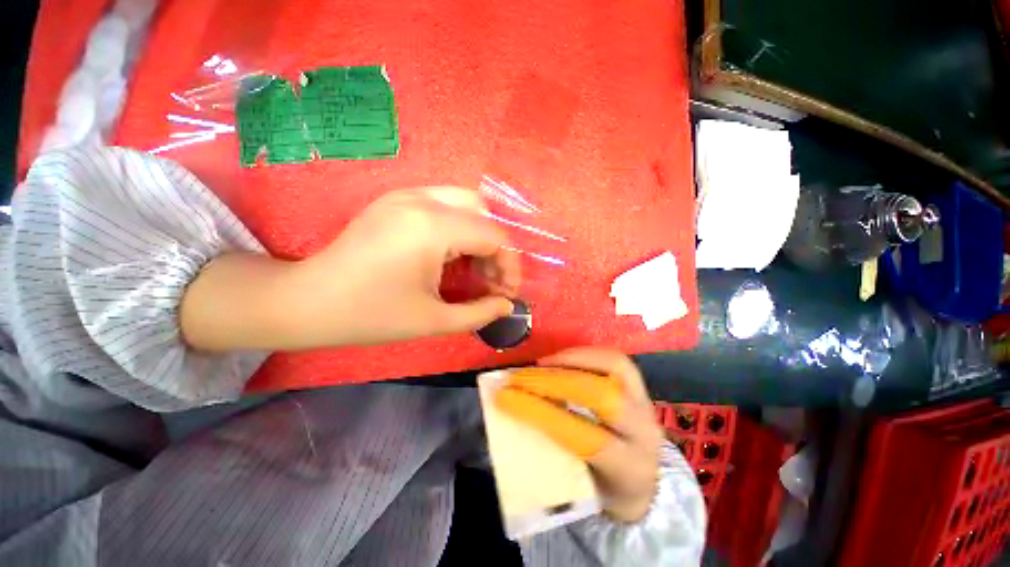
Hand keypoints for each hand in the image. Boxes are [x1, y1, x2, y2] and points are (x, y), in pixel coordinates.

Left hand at [294, 186, 521, 345]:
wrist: (308, 300)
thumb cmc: (371, 315)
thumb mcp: (433, 320)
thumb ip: (479, 313)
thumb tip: (506, 305)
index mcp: (433, 227)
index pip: (494, 236)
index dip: (509, 264)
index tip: (507, 291)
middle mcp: (422, 200)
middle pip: (483, 211)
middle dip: (496, 247)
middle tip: (490, 279)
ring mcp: (406, 195)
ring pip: (465, 203)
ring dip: (478, 234)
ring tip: (473, 268)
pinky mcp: (395, 201)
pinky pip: (443, 205)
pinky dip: (459, 227)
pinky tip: (451, 254)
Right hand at [494, 348, 662, 522]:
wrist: (645, 486)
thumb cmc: (605, 490)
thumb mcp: (580, 488)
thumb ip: (553, 453)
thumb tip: (513, 417)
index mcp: (628, 468)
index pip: (582, 436)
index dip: (541, 413)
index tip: (505, 398)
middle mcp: (643, 432)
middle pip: (600, 395)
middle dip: (554, 380)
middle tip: (522, 377)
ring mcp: (645, 404)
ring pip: (613, 367)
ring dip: (571, 359)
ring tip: (542, 364)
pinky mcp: (640, 387)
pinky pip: (614, 360)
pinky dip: (584, 354)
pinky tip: (561, 358)